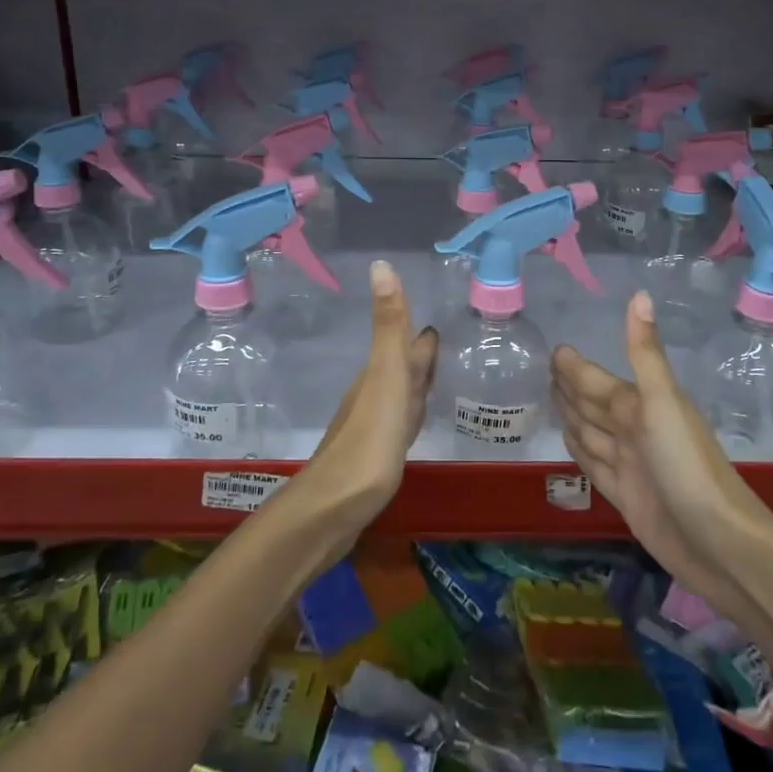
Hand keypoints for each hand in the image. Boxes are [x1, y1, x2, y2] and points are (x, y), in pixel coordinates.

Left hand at [297, 260, 438, 528]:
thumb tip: (380, 263)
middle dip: (418, 351)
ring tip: (433, 372)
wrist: (334, 508)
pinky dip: (411, 412)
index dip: (416, 328)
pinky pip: (400, 422)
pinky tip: (414, 420)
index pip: (403, 342)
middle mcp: (375, 394)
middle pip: (401, 366)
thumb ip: (388, 325)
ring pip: (400, 394)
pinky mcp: (377, 456)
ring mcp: (375, 426)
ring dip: (416, 380)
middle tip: (438, 337)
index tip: (433, 312)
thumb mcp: (385, 376)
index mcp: (380, 374)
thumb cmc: (368, 441)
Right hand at [552, 291, 772, 644]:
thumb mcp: (663, 403)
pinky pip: (593, 465)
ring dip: (572, 415)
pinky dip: (579, 451)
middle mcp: (635, 431)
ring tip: (552, 398)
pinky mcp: (625, 497)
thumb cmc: (688, 466)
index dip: (577, 368)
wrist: (718, 543)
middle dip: (572, 387)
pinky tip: (570, 442)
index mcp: (642, 406)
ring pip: (591, 433)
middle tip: (545, 369)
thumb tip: (640, 294)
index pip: (599, 381)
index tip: (556, 350)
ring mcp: (630, 465)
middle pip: (594, 404)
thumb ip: (645, 353)